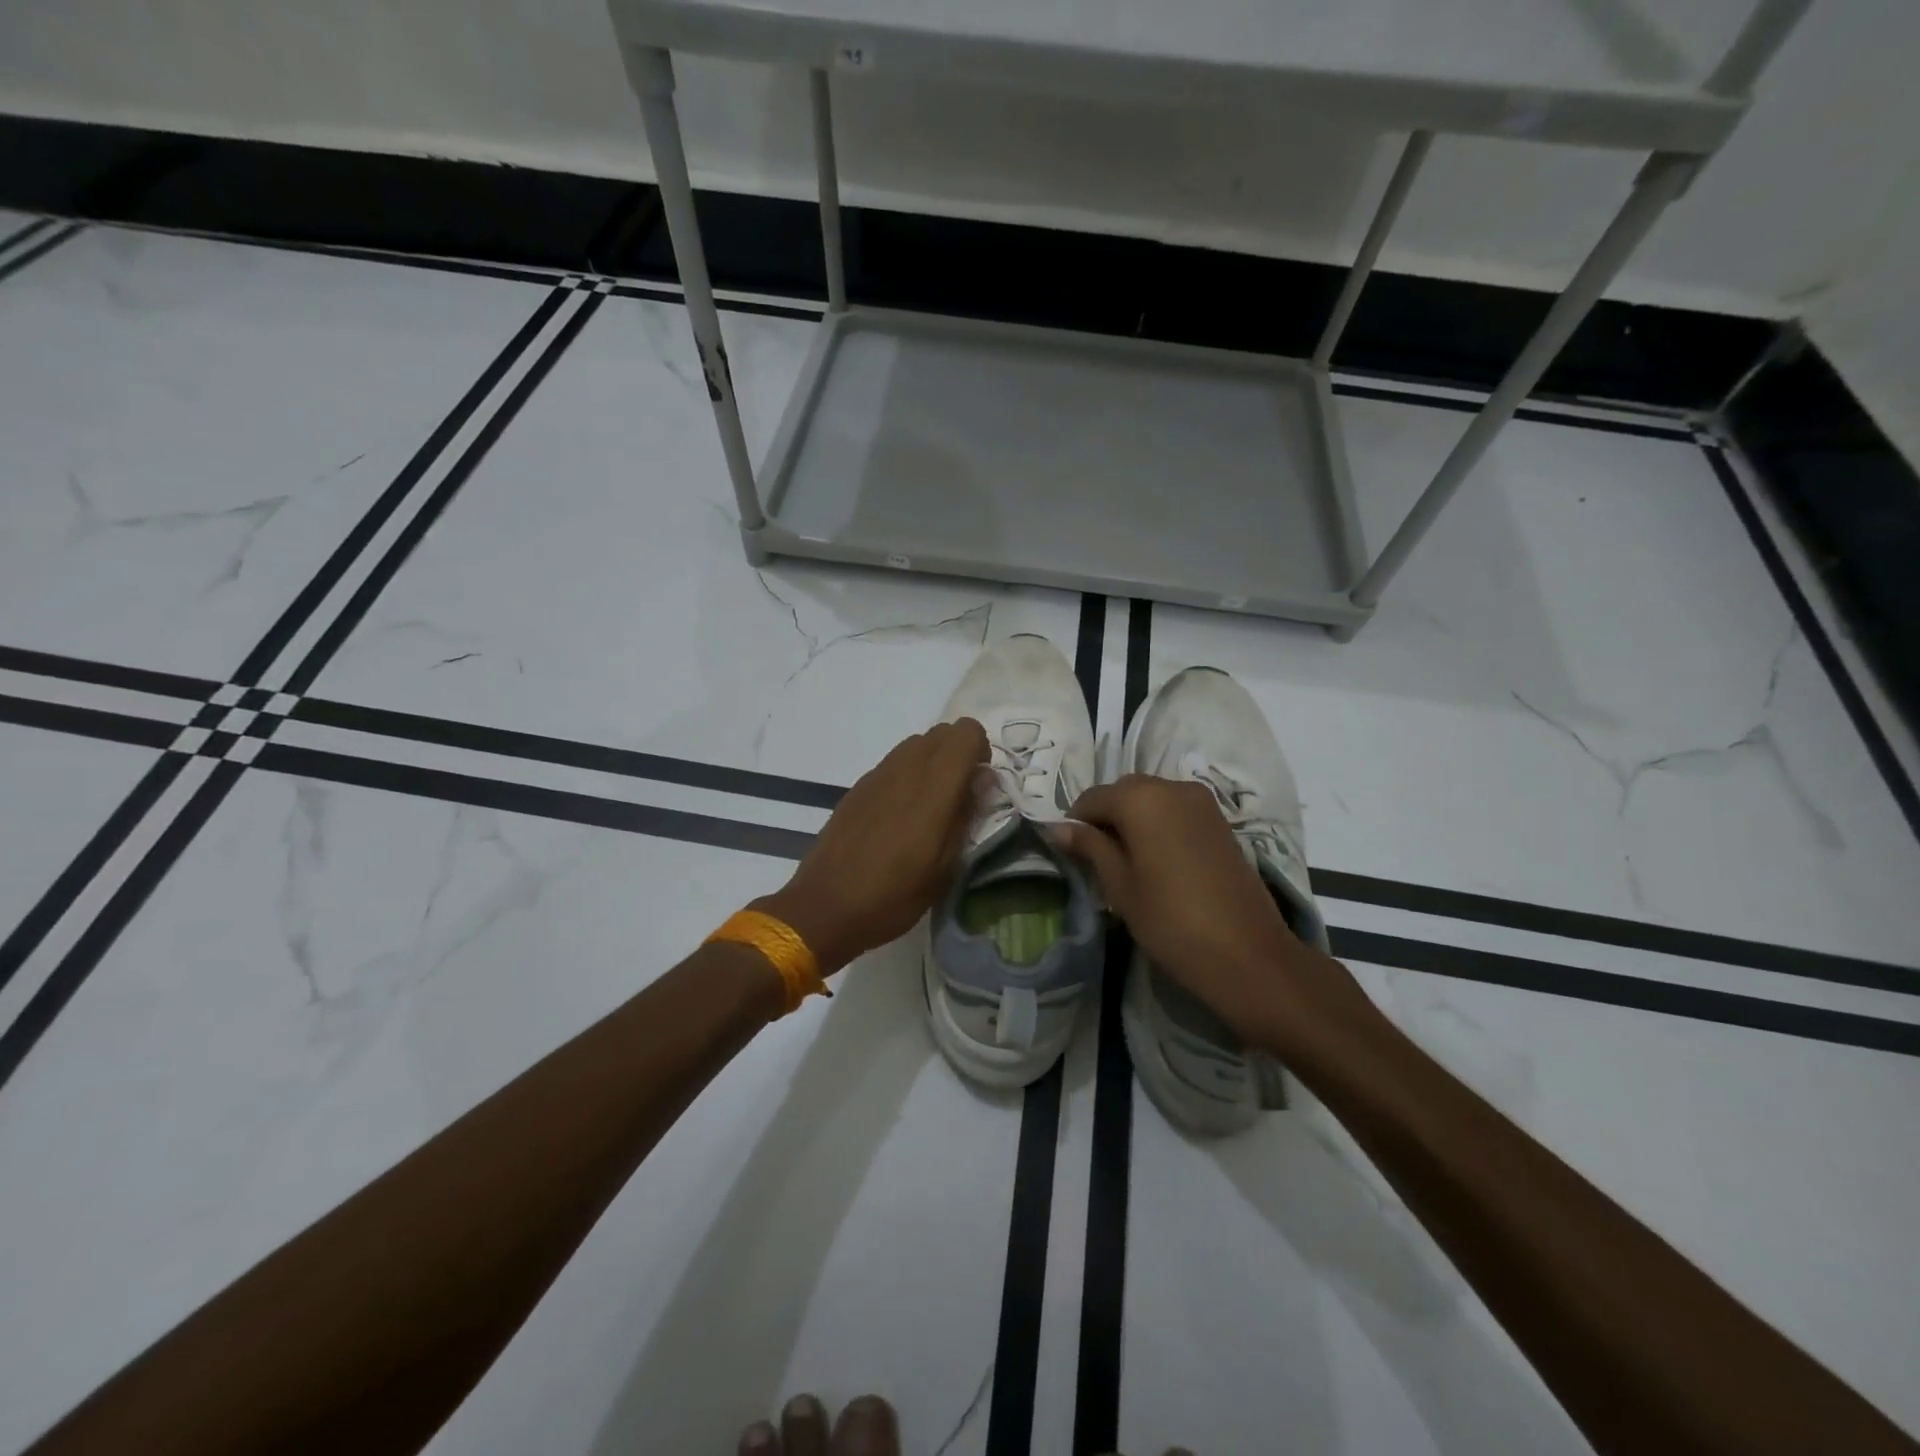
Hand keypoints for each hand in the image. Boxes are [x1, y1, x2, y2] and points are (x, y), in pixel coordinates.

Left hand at [756, 718, 987, 974]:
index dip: (980, 751)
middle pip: (942, 732)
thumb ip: (967, 815)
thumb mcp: (945, 867)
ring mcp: (877, 774)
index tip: (980, 785)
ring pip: (916, 744)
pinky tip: (900, 817)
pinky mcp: (858, 787)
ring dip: (933, 762)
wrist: (825, 907)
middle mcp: (905, 769)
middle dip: (958, 754)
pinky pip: (893, 763)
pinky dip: (908, 774)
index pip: (966, 731)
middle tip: (960, 796)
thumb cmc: (894, 895)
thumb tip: (982, 778)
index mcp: (933, 787)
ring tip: (930, 808)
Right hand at [1052, 775, 1376, 1053]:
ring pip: (1151, 799)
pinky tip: (1157, 861)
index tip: (1070, 853)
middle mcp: (1171, 787)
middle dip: (1106, 818)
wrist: (1247, 953)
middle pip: (1123, 792)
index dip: (1076, 824)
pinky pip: (1176, 810)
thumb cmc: (1171, 920)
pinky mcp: (1220, 820)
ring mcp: (1201, 802)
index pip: (1091, 798)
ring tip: (1128, 862)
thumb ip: (1090, 848)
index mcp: (1141, 798)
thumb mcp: (1120, 885)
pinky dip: (1159, 825)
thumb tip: (1059, 827)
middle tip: (1098, 860)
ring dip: (1133, 821)